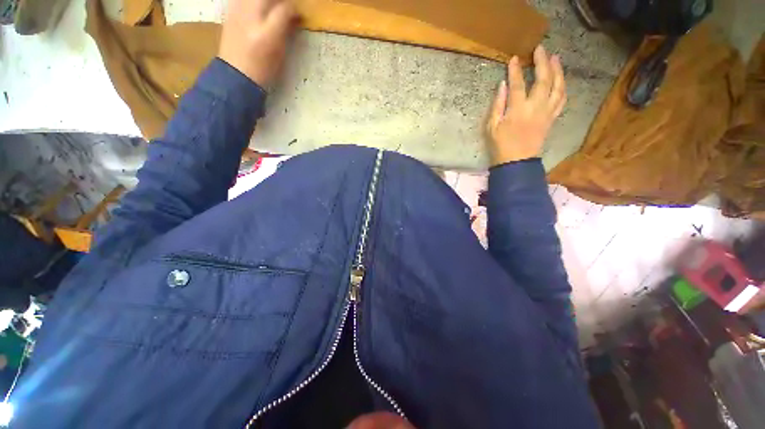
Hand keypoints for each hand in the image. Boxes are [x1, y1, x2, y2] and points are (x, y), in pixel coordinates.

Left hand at [218, 0, 298, 86]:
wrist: (237, 74)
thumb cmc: (263, 69)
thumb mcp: (280, 54)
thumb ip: (285, 32)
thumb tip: (293, 17)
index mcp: (268, 34)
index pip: (284, 10)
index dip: (293, 9)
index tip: (297, 14)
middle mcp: (252, 19)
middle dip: (279, 1)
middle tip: (284, 6)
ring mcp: (238, 13)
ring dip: (265, 1)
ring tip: (270, 7)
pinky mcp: (229, 11)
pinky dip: (250, 1)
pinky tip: (255, 7)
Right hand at [486, 45, 566, 165]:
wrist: (517, 162)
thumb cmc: (501, 145)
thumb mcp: (492, 127)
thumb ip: (497, 105)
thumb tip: (502, 86)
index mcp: (518, 110)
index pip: (518, 85)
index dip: (515, 71)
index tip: (514, 59)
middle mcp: (536, 108)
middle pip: (543, 80)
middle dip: (542, 62)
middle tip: (540, 49)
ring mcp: (547, 112)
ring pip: (558, 87)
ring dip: (557, 71)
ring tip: (555, 58)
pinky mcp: (552, 118)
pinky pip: (562, 99)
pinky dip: (562, 87)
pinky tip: (560, 79)